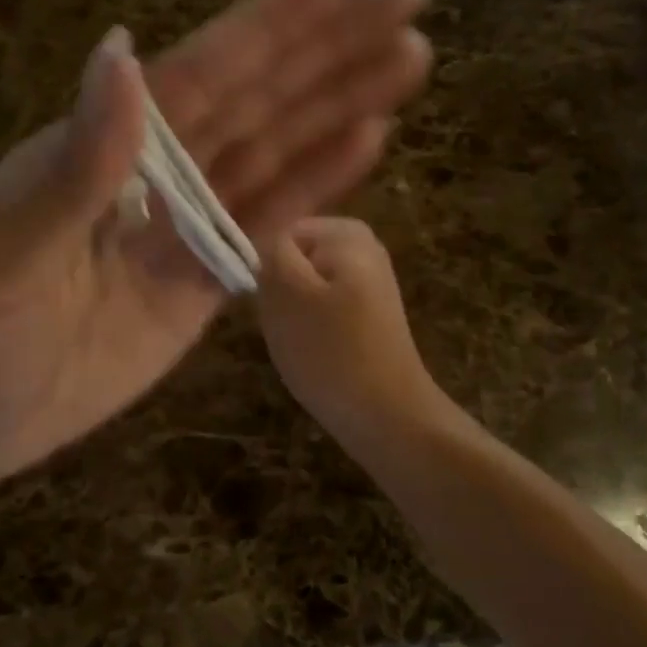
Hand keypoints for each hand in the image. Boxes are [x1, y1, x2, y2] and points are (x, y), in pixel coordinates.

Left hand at [0, 0, 431, 498]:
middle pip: (255, 100)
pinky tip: (368, 141)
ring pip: (277, 152)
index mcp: (102, 147)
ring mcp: (185, 225)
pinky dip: (318, 184)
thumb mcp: (0, 255)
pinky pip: (269, 224)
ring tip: (409, 60)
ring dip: (340, 105)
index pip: (196, 75)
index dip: (262, 28)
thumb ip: (73, 169)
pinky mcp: (205, 281)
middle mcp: (155, 171)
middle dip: (328, 49)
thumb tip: (121, 56)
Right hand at [256, 216, 448, 445]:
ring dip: (290, 315)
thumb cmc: (331, 350)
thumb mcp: (285, 291)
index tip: (264, 302)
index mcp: (345, 231)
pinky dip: (310, 332)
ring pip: (301, 289)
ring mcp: (367, 282)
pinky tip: (315, 355)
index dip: (262, 267)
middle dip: (277, 291)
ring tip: (299, 344)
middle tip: (283, 326)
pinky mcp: (367, 316)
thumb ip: (267, 250)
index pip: (276, 233)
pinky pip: (320, 312)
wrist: (388, 416)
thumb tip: (259, 238)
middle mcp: (362, 246)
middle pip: (290, 260)